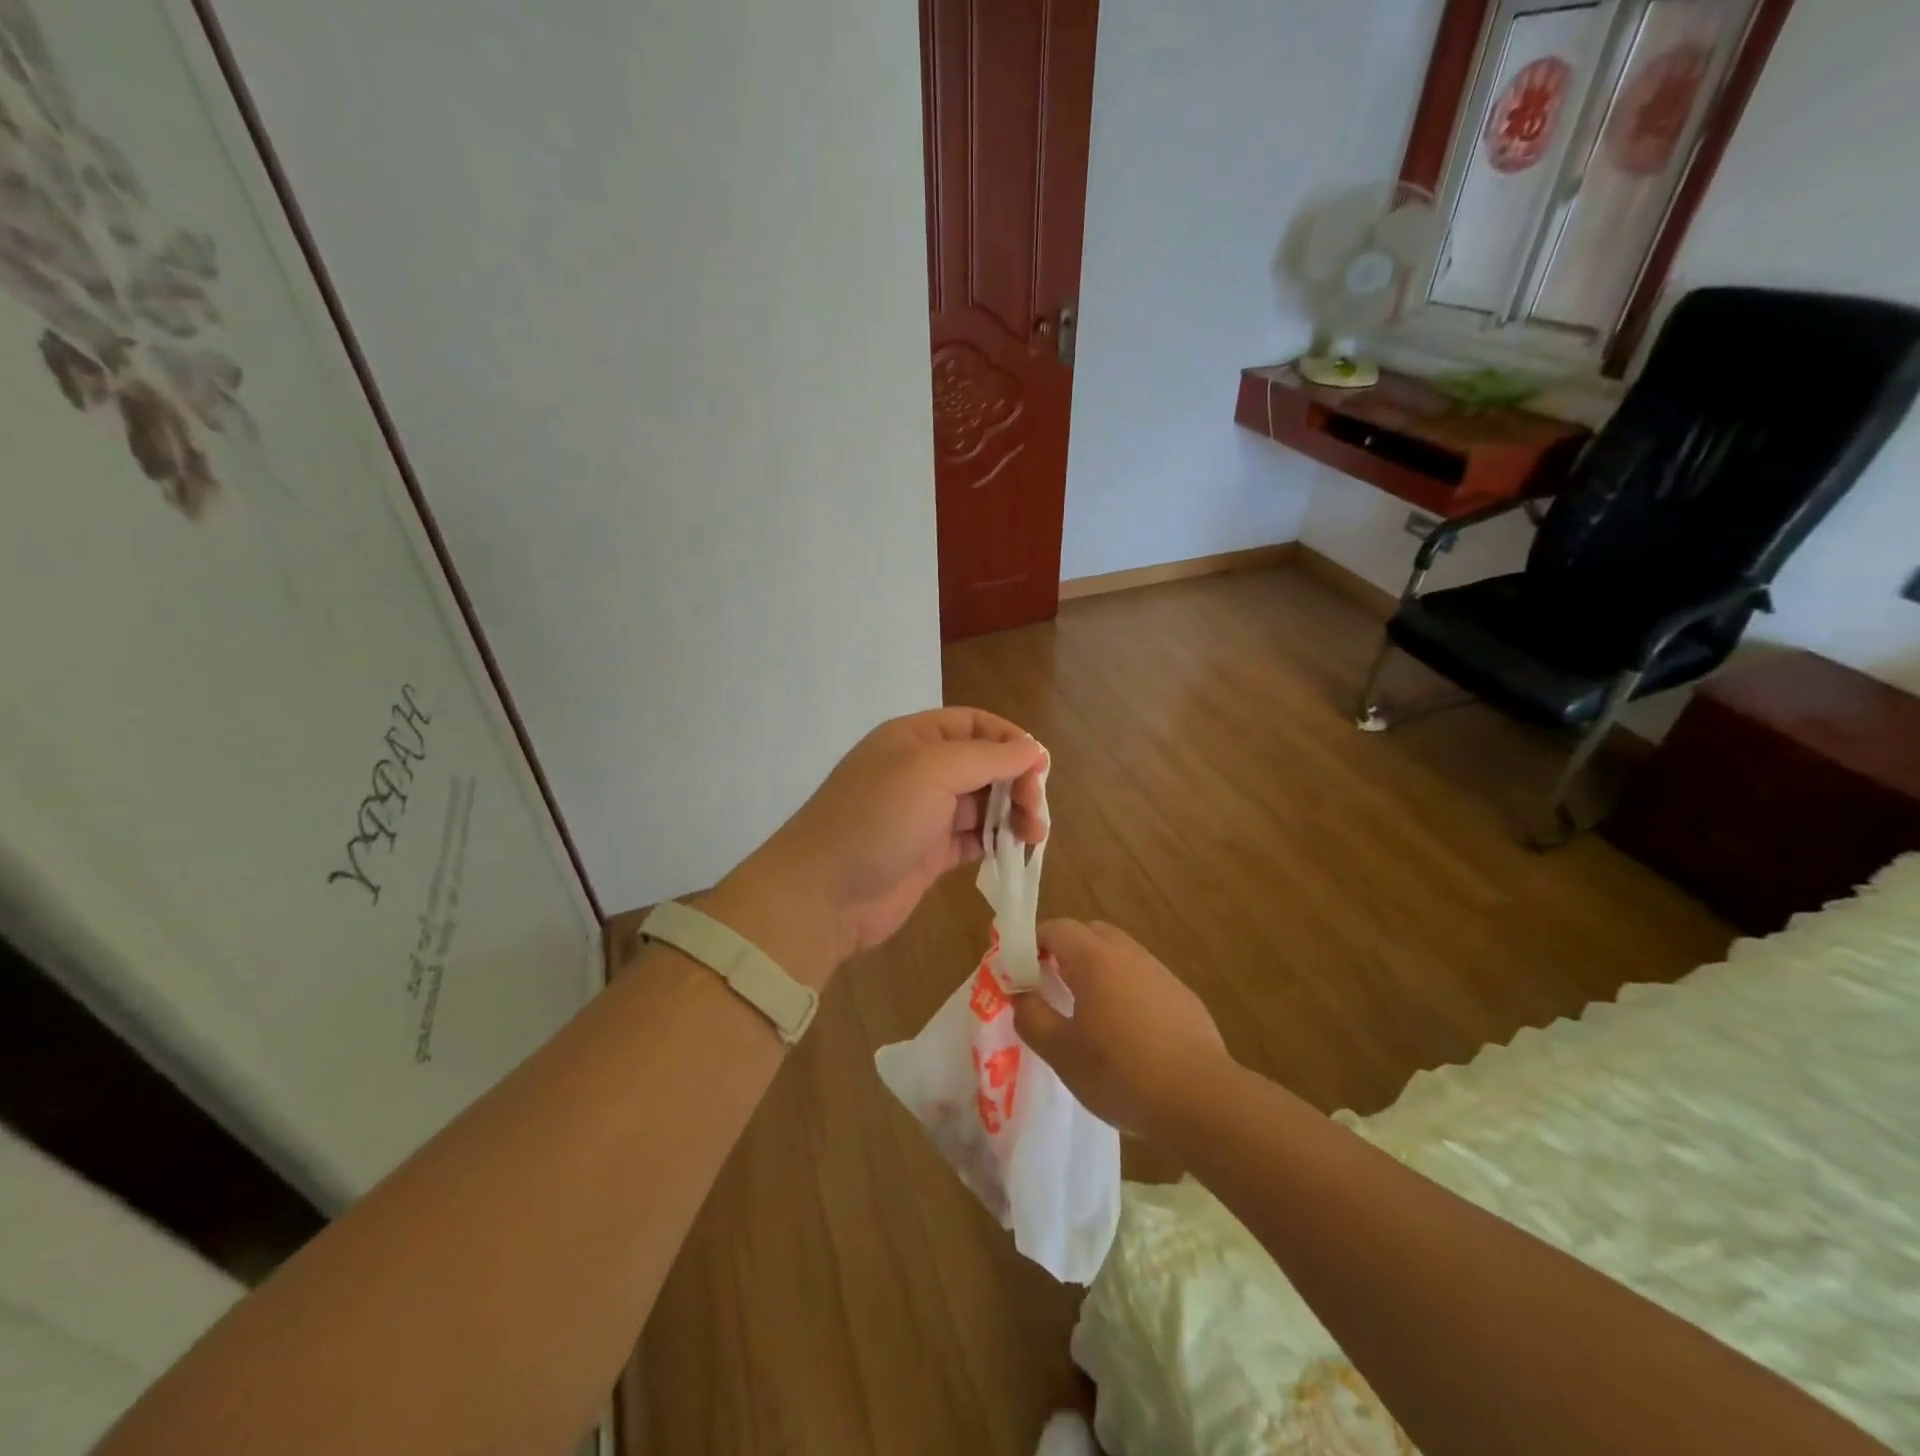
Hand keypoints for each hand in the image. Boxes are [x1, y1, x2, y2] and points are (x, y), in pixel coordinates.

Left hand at [721, 708, 1046, 977]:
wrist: (823, 893)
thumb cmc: (877, 818)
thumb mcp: (931, 771)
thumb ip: (987, 756)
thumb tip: (1034, 750)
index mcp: (915, 737)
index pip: (975, 724)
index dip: (1011, 740)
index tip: (1040, 768)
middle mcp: (921, 770)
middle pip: (985, 763)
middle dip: (1017, 781)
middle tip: (1036, 812)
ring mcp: (925, 814)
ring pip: (983, 803)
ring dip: (1013, 813)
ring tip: (1034, 836)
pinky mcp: (930, 853)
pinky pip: (974, 838)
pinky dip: (997, 841)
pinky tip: (1016, 850)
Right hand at [1014, 920, 1228, 1138]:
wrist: (1202, 1100)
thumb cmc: (1121, 1073)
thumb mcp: (1062, 1053)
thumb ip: (1032, 1017)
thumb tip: (1020, 994)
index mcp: (1094, 959)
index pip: (1056, 928)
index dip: (1032, 943)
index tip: (1021, 971)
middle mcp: (1128, 954)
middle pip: (1089, 933)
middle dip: (1064, 951)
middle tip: (1050, 986)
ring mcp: (1160, 972)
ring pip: (1118, 954)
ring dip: (1096, 970)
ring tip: (1086, 1011)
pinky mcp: (1182, 996)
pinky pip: (1143, 978)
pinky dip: (1125, 989)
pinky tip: (1126, 1031)